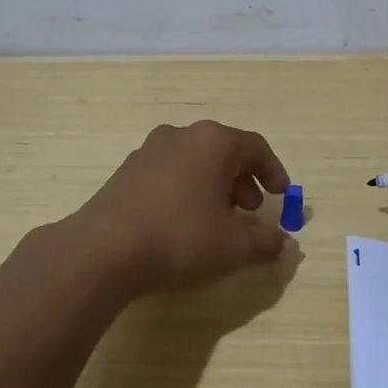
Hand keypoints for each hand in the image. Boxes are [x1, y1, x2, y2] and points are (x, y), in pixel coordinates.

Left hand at [71, 120, 292, 296]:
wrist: (102, 251)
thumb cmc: (180, 238)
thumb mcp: (234, 246)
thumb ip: (266, 242)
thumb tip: (285, 245)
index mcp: (213, 142)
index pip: (255, 147)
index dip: (274, 171)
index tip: (282, 195)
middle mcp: (181, 136)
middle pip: (223, 152)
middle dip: (243, 181)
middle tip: (250, 210)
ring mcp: (149, 151)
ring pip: (194, 162)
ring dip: (213, 187)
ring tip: (217, 221)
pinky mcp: (126, 172)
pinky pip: (169, 174)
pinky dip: (186, 192)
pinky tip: (183, 224)